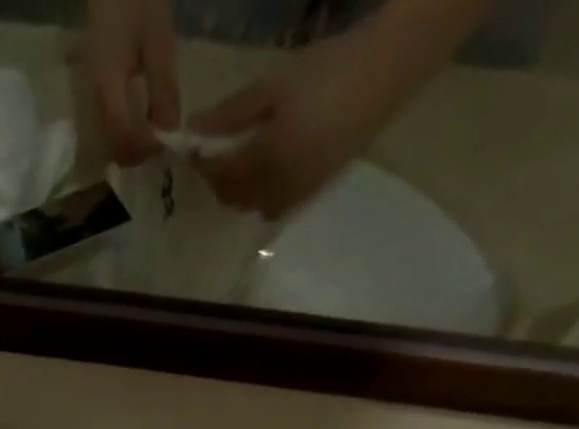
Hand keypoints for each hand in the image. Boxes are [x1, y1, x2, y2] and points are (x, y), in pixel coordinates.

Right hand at [85, 0, 180, 165]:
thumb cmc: (137, 2)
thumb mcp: (158, 42)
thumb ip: (164, 88)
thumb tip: (170, 131)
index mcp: (108, 86)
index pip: (123, 135)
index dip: (144, 147)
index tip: (165, 145)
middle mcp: (95, 99)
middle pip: (112, 144)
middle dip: (137, 153)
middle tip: (160, 146)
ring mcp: (92, 96)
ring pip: (109, 138)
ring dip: (131, 146)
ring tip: (154, 136)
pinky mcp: (95, 91)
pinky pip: (109, 124)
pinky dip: (126, 132)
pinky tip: (143, 122)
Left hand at [188, 35, 390, 218]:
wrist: (385, 73)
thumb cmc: (327, 71)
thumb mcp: (273, 86)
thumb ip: (231, 114)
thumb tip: (192, 131)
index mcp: (266, 160)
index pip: (220, 174)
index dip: (202, 163)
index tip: (194, 146)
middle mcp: (278, 188)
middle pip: (233, 198)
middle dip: (218, 180)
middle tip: (217, 153)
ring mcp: (296, 195)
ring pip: (252, 208)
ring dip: (239, 192)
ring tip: (242, 161)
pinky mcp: (312, 194)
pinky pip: (274, 208)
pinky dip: (261, 197)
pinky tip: (266, 172)